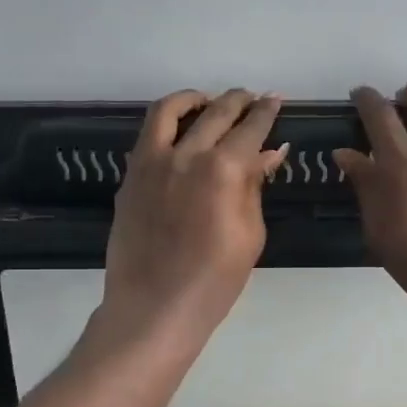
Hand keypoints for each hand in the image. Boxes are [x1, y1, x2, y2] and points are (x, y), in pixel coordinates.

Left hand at [99, 89, 287, 349]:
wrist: (155, 307)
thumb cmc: (215, 281)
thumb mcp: (250, 234)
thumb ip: (255, 186)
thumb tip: (270, 151)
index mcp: (223, 169)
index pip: (251, 128)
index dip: (266, 112)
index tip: (276, 100)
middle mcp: (186, 154)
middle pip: (216, 112)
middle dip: (238, 100)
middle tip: (251, 99)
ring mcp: (152, 162)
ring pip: (170, 110)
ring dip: (195, 99)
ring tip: (208, 101)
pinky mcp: (130, 176)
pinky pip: (148, 135)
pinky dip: (166, 122)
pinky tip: (179, 132)